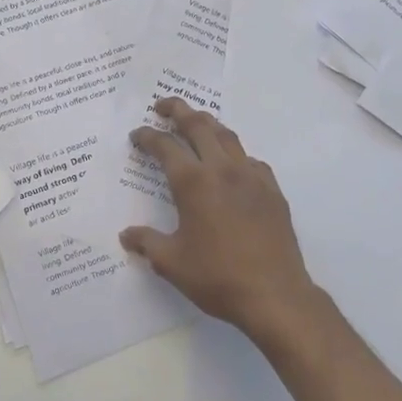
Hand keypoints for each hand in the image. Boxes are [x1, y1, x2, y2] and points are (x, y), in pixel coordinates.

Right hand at [119, 98, 319, 342]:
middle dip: (178, 110)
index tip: (137, 135)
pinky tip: (232, 165)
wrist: (274, 294)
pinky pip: (250, 159)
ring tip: (195, 123)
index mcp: (193, 182)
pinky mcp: (272, 189)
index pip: (165, 146)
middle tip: (163, 106)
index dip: (147, 136)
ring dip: (207, 123)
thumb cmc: (217, 277)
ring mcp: (251, 176)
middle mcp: (222, 169)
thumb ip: (146, 243)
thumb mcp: (172, 263)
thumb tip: (126, 235)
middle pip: (198, 125)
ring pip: (227, 135)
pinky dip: (235, 153)